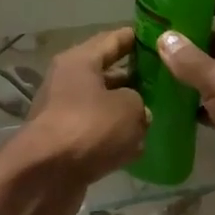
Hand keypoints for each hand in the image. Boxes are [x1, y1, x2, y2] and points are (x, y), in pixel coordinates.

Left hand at [11, 28, 149, 214]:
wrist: (45, 176)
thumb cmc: (89, 128)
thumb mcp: (129, 107)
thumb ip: (141, 103)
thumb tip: (140, 112)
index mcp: (80, 61)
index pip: (114, 39)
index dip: (139, 38)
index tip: (165, 40)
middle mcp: (68, 82)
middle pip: (108, 73)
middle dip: (137, 78)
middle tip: (168, 83)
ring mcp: (65, 114)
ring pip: (104, 106)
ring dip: (127, 111)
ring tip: (160, 114)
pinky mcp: (66, 144)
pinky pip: (98, 134)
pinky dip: (115, 138)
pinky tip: (140, 145)